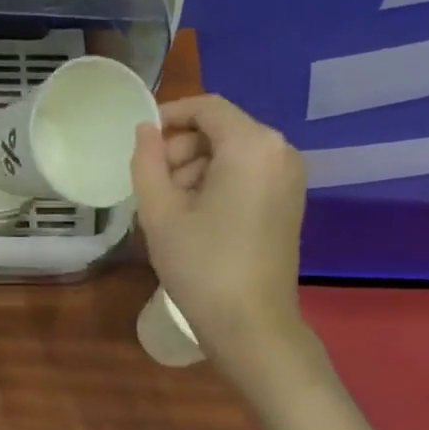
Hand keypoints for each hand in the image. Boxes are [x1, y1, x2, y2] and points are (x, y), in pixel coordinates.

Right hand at [130, 94, 307, 369]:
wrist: (250, 322)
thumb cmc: (200, 263)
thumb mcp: (159, 211)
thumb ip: (147, 161)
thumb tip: (145, 130)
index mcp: (251, 145)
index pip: (207, 107)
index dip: (169, 115)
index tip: (139, 142)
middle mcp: (279, 151)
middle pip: (220, 129)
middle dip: (180, 148)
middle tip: (150, 184)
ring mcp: (289, 178)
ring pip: (231, 153)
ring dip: (193, 169)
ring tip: (166, 207)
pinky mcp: (288, 202)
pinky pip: (246, 174)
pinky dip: (215, 183)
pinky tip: (192, 217)